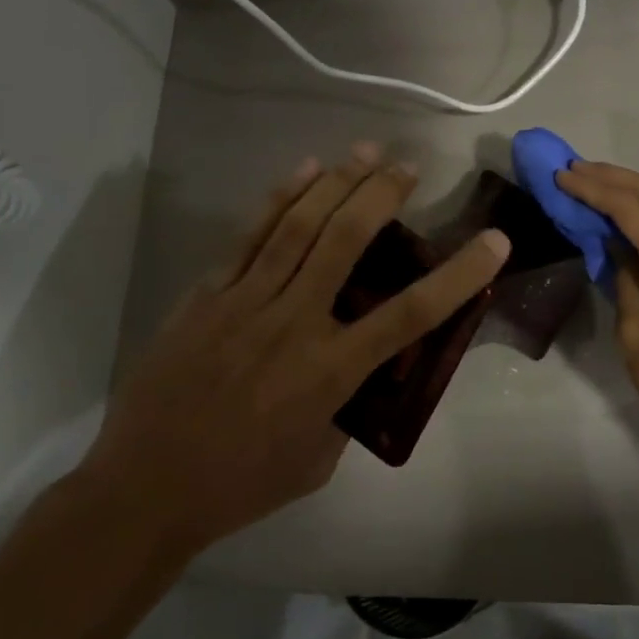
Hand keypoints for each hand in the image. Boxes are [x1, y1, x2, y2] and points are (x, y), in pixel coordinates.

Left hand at [83, 144, 509, 557]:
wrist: (144, 488)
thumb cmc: (240, 484)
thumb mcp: (317, 460)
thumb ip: (344, 408)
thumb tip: (355, 370)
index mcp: (330, 371)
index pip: (410, 314)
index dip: (458, 276)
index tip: (494, 241)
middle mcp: (294, 323)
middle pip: (346, 241)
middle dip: (383, 195)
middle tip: (408, 166)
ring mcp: (246, 302)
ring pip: (299, 227)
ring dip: (337, 182)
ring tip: (366, 151)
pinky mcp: (207, 295)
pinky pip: (249, 237)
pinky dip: (280, 199)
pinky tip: (303, 171)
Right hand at [556, 161, 638, 480]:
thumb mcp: (637, 339)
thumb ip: (625, 284)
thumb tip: (616, 250)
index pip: (629, 207)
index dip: (592, 188)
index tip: (560, 176)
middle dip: (611, 177)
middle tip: (572, 169)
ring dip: (632, 190)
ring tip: (593, 184)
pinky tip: (628, 218)